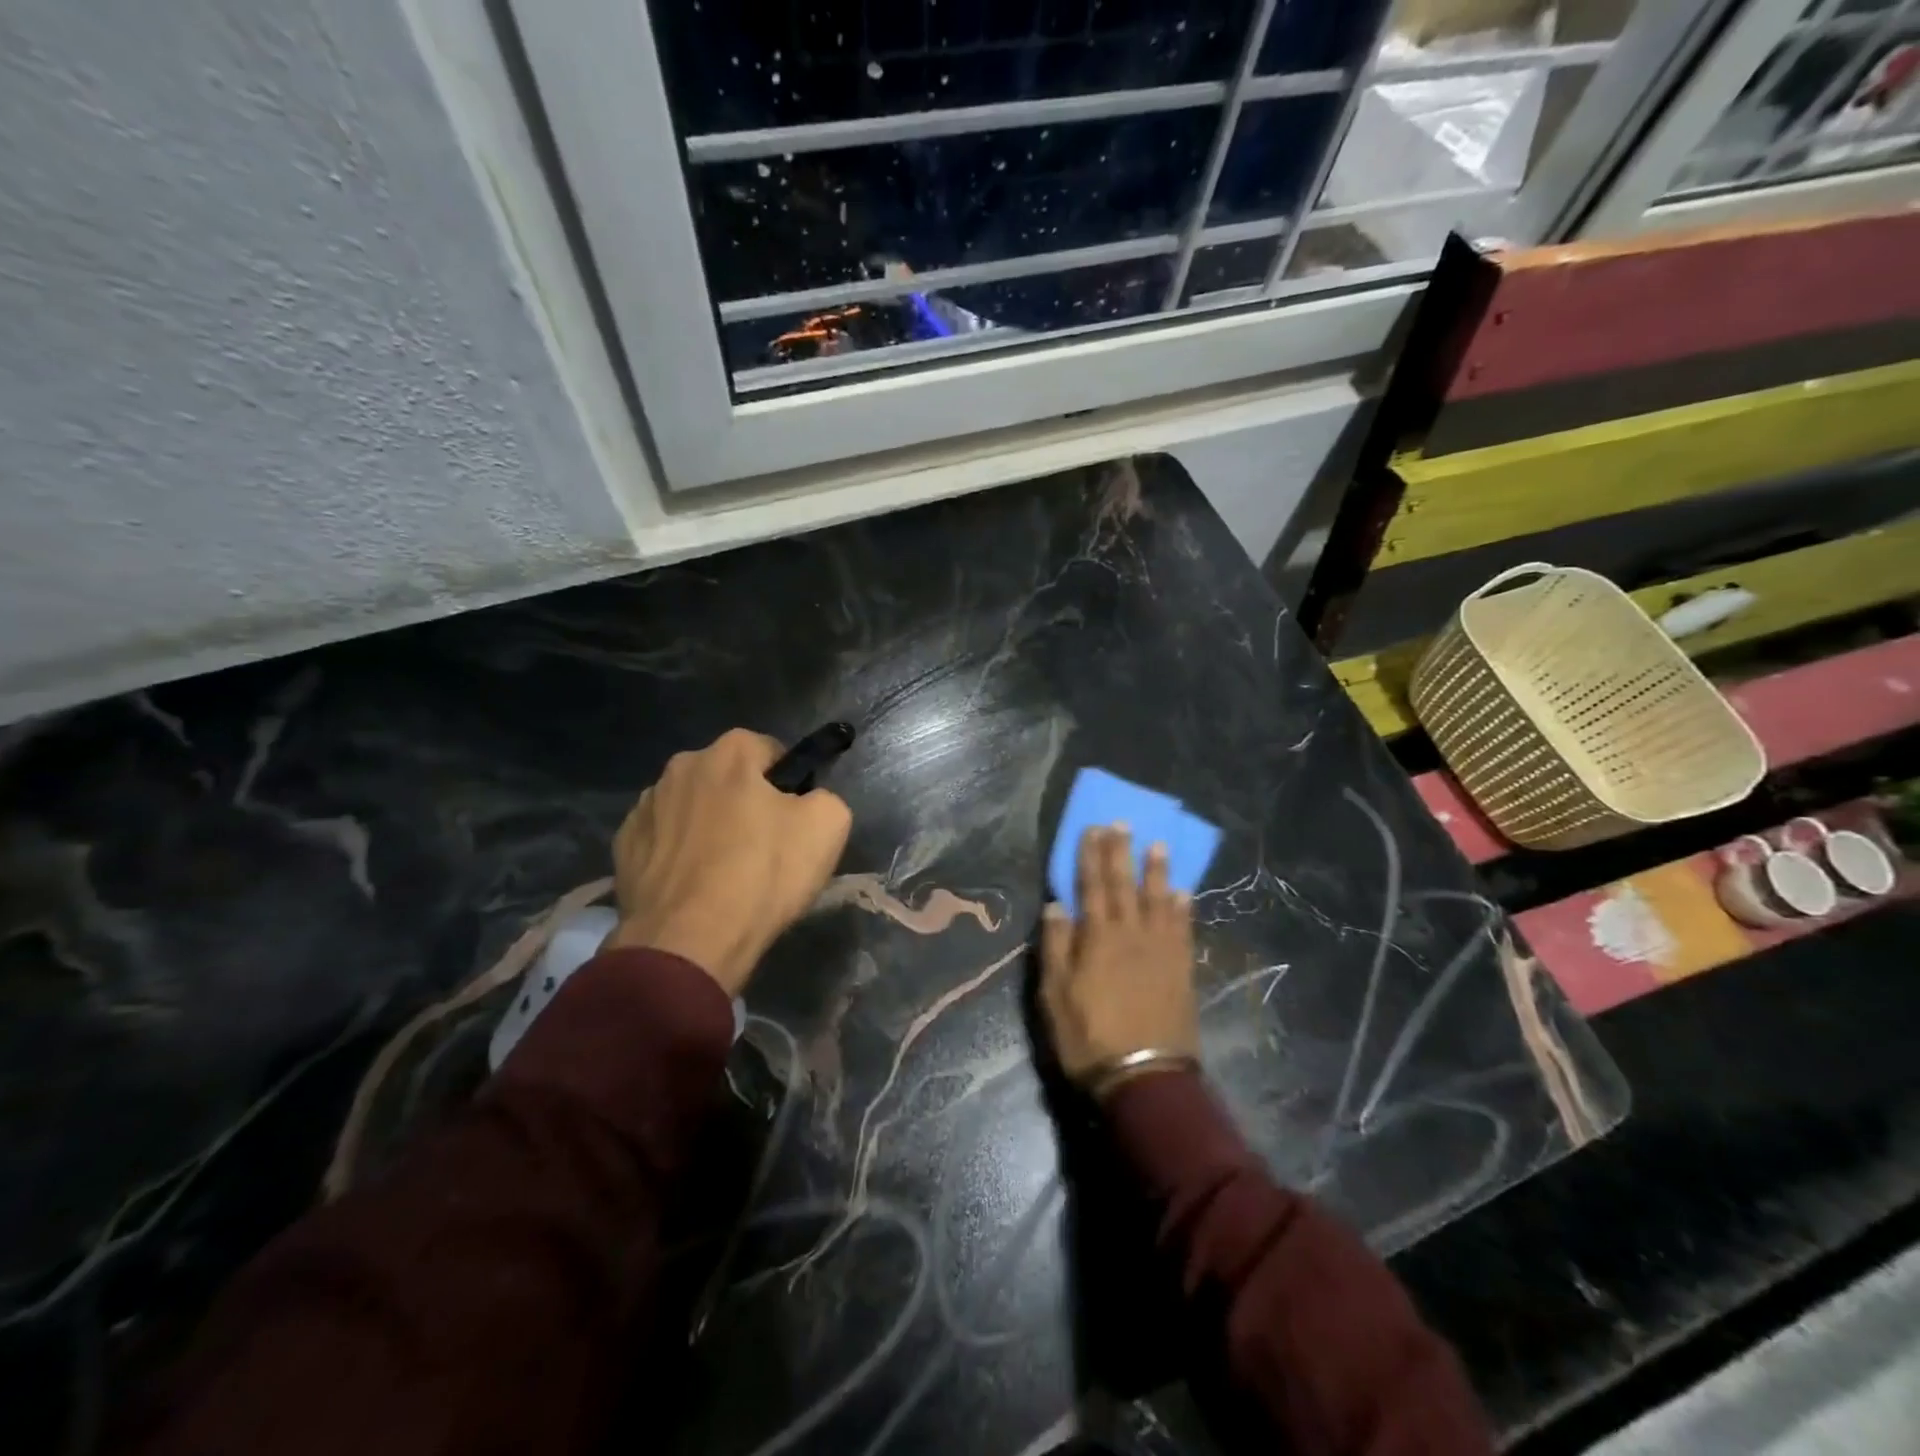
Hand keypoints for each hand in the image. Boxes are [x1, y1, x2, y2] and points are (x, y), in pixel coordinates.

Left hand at [605, 728, 851, 994]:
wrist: (689, 941)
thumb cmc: (762, 874)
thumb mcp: (829, 826)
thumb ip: (825, 797)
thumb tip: (809, 801)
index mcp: (730, 752)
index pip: (771, 751)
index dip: (788, 784)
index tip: (794, 821)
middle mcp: (681, 766)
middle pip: (727, 778)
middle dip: (744, 802)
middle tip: (763, 848)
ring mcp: (645, 806)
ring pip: (692, 808)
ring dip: (708, 827)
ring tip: (724, 873)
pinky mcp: (623, 846)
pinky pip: (663, 840)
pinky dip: (678, 855)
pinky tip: (693, 887)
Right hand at [1039, 825, 1198, 1094]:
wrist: (1145, 1077)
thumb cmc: (1090, 1037)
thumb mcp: (1055, 995)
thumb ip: (1056, 946)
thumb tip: (1056, 905)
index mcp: (1097, 937)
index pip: (1091, 886)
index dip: (1091, 855)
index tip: (1093, 828)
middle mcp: (1131, 934)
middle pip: (1124, 885)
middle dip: (1121, 852)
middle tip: (1123, 823)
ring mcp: (1161, 950)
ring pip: (1158, 899)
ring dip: (1157, 871)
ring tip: (1158, 845)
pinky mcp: (1181, 968)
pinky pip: (1184, 928)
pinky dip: (1183, 907)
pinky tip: (1184, 892)